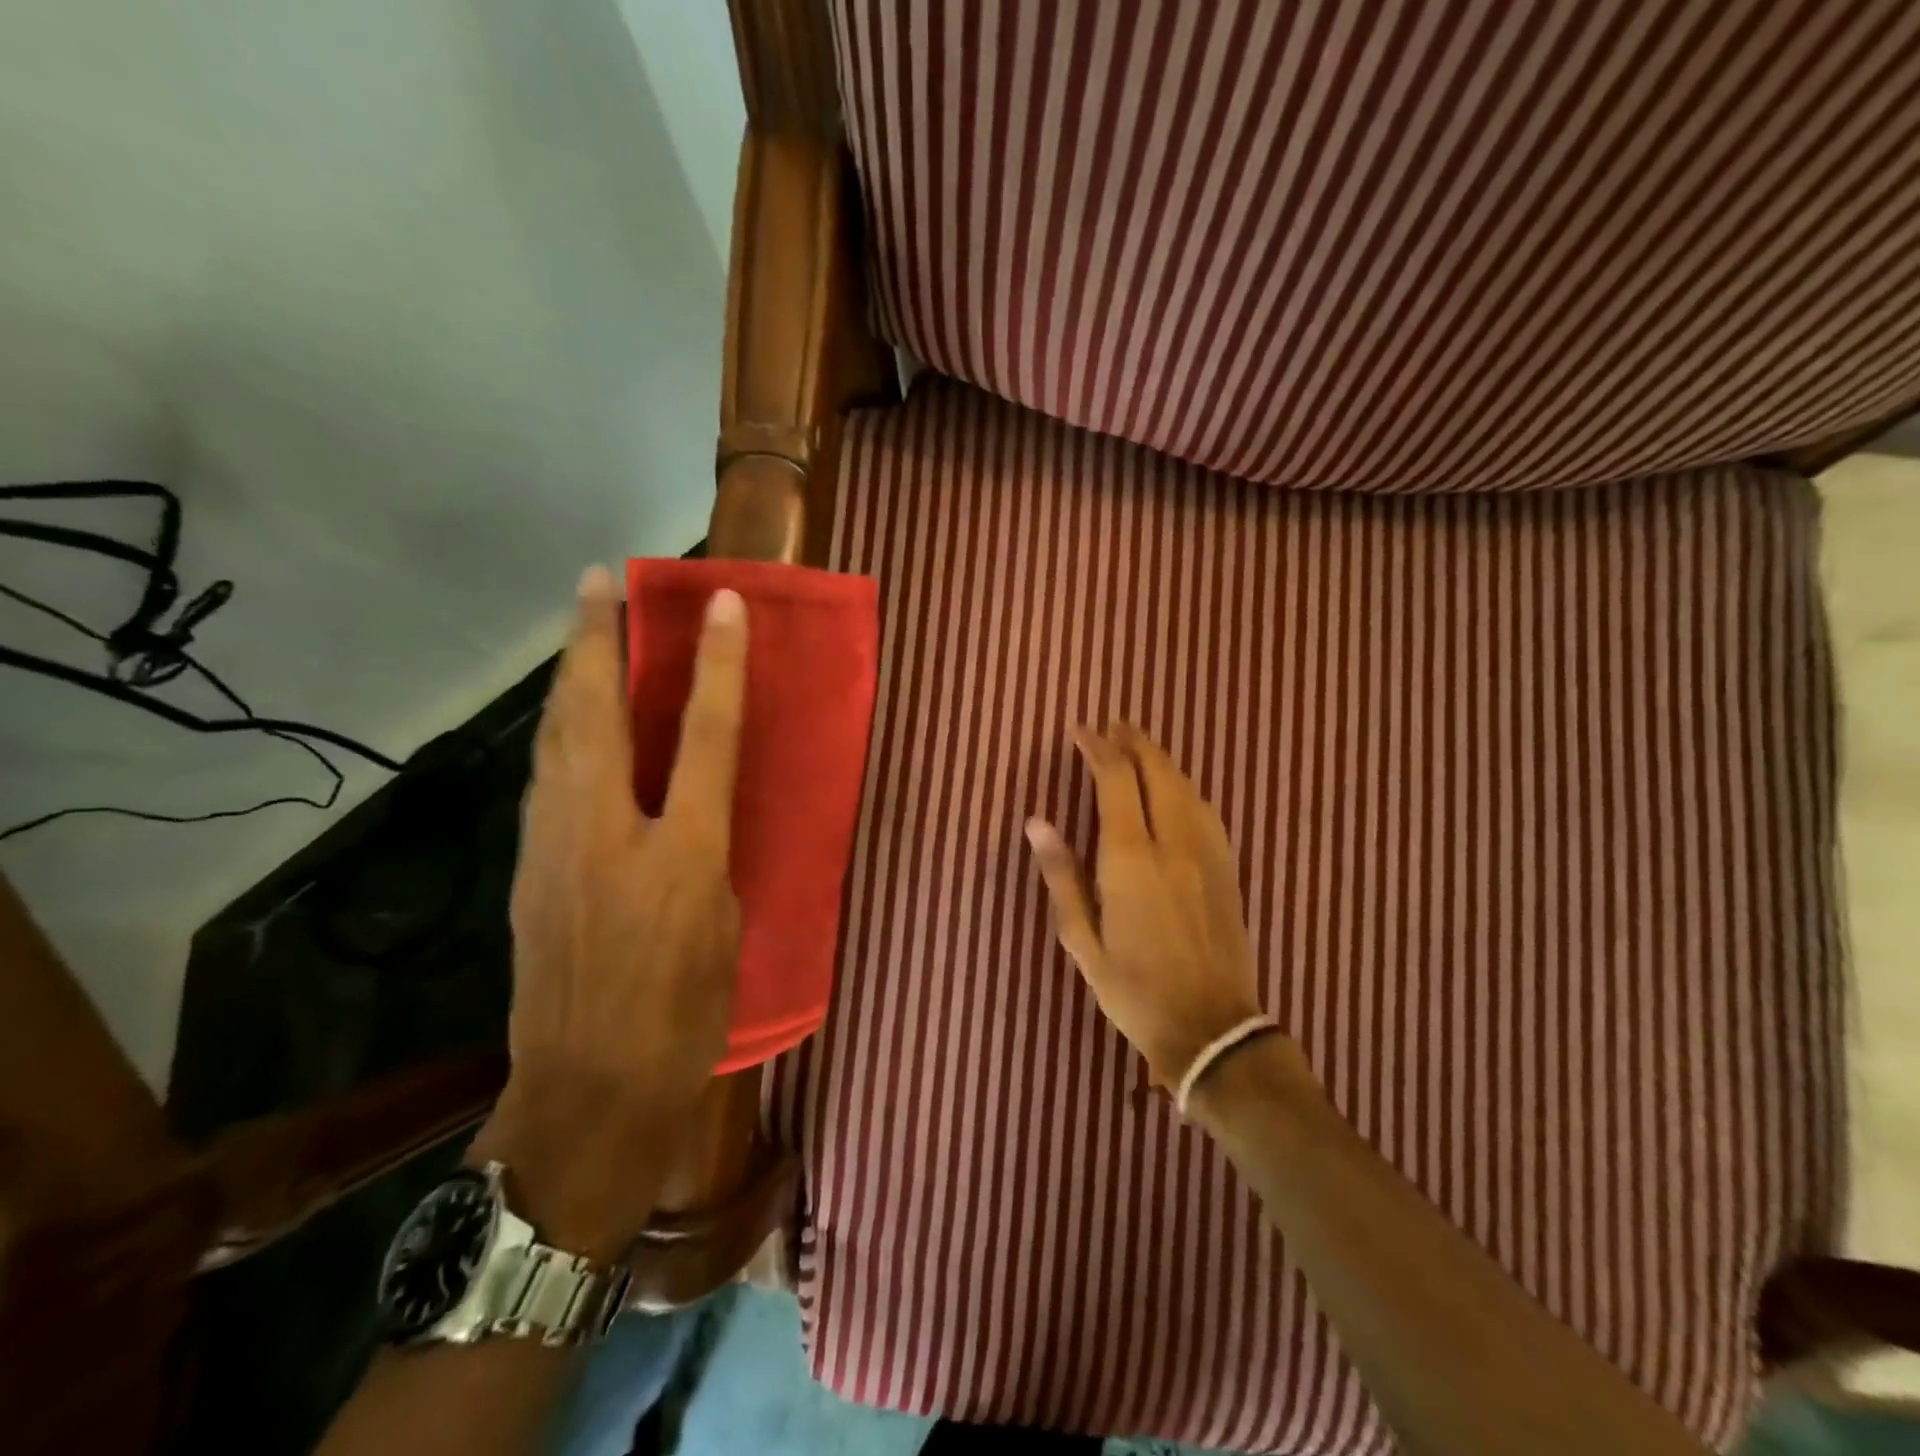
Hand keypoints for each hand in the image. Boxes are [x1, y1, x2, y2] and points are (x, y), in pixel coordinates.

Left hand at [472, 566, 746, 1256]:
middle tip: (599, 581)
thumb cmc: (686, 1018)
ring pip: (556, 738)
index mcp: (683, 854)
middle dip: (598, 639)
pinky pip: (545, 778)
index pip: (705, 736)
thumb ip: (712, 857)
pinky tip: (569, 719)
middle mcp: (611, 834)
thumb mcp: (728, 930)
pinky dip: (559, 732)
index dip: (717, 665)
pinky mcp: (527, 869)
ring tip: (580, 631)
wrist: (589, 1095)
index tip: (722, 605)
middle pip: (597, 714)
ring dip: (570, 676)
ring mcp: (555, 848)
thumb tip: (694, 815)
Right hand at [1026, 722, 1270, 1091]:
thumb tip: (1037, 822)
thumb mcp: (1082, 940)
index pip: (1115, 780)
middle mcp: (1173, 843)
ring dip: (1161, 759)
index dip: (1098, 748)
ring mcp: (1207, 854)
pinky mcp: (1228, 868)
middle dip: (1134, 742)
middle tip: (1113, 726)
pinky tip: (1177, 789)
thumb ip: (1061, 876)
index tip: (1081, 731)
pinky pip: (1206, 810)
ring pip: (1186, 786)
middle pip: (1157, 771)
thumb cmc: (1134, 990)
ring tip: (1140, 748)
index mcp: (1130, 858)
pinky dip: (1185, 787)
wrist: (1211, 1028)